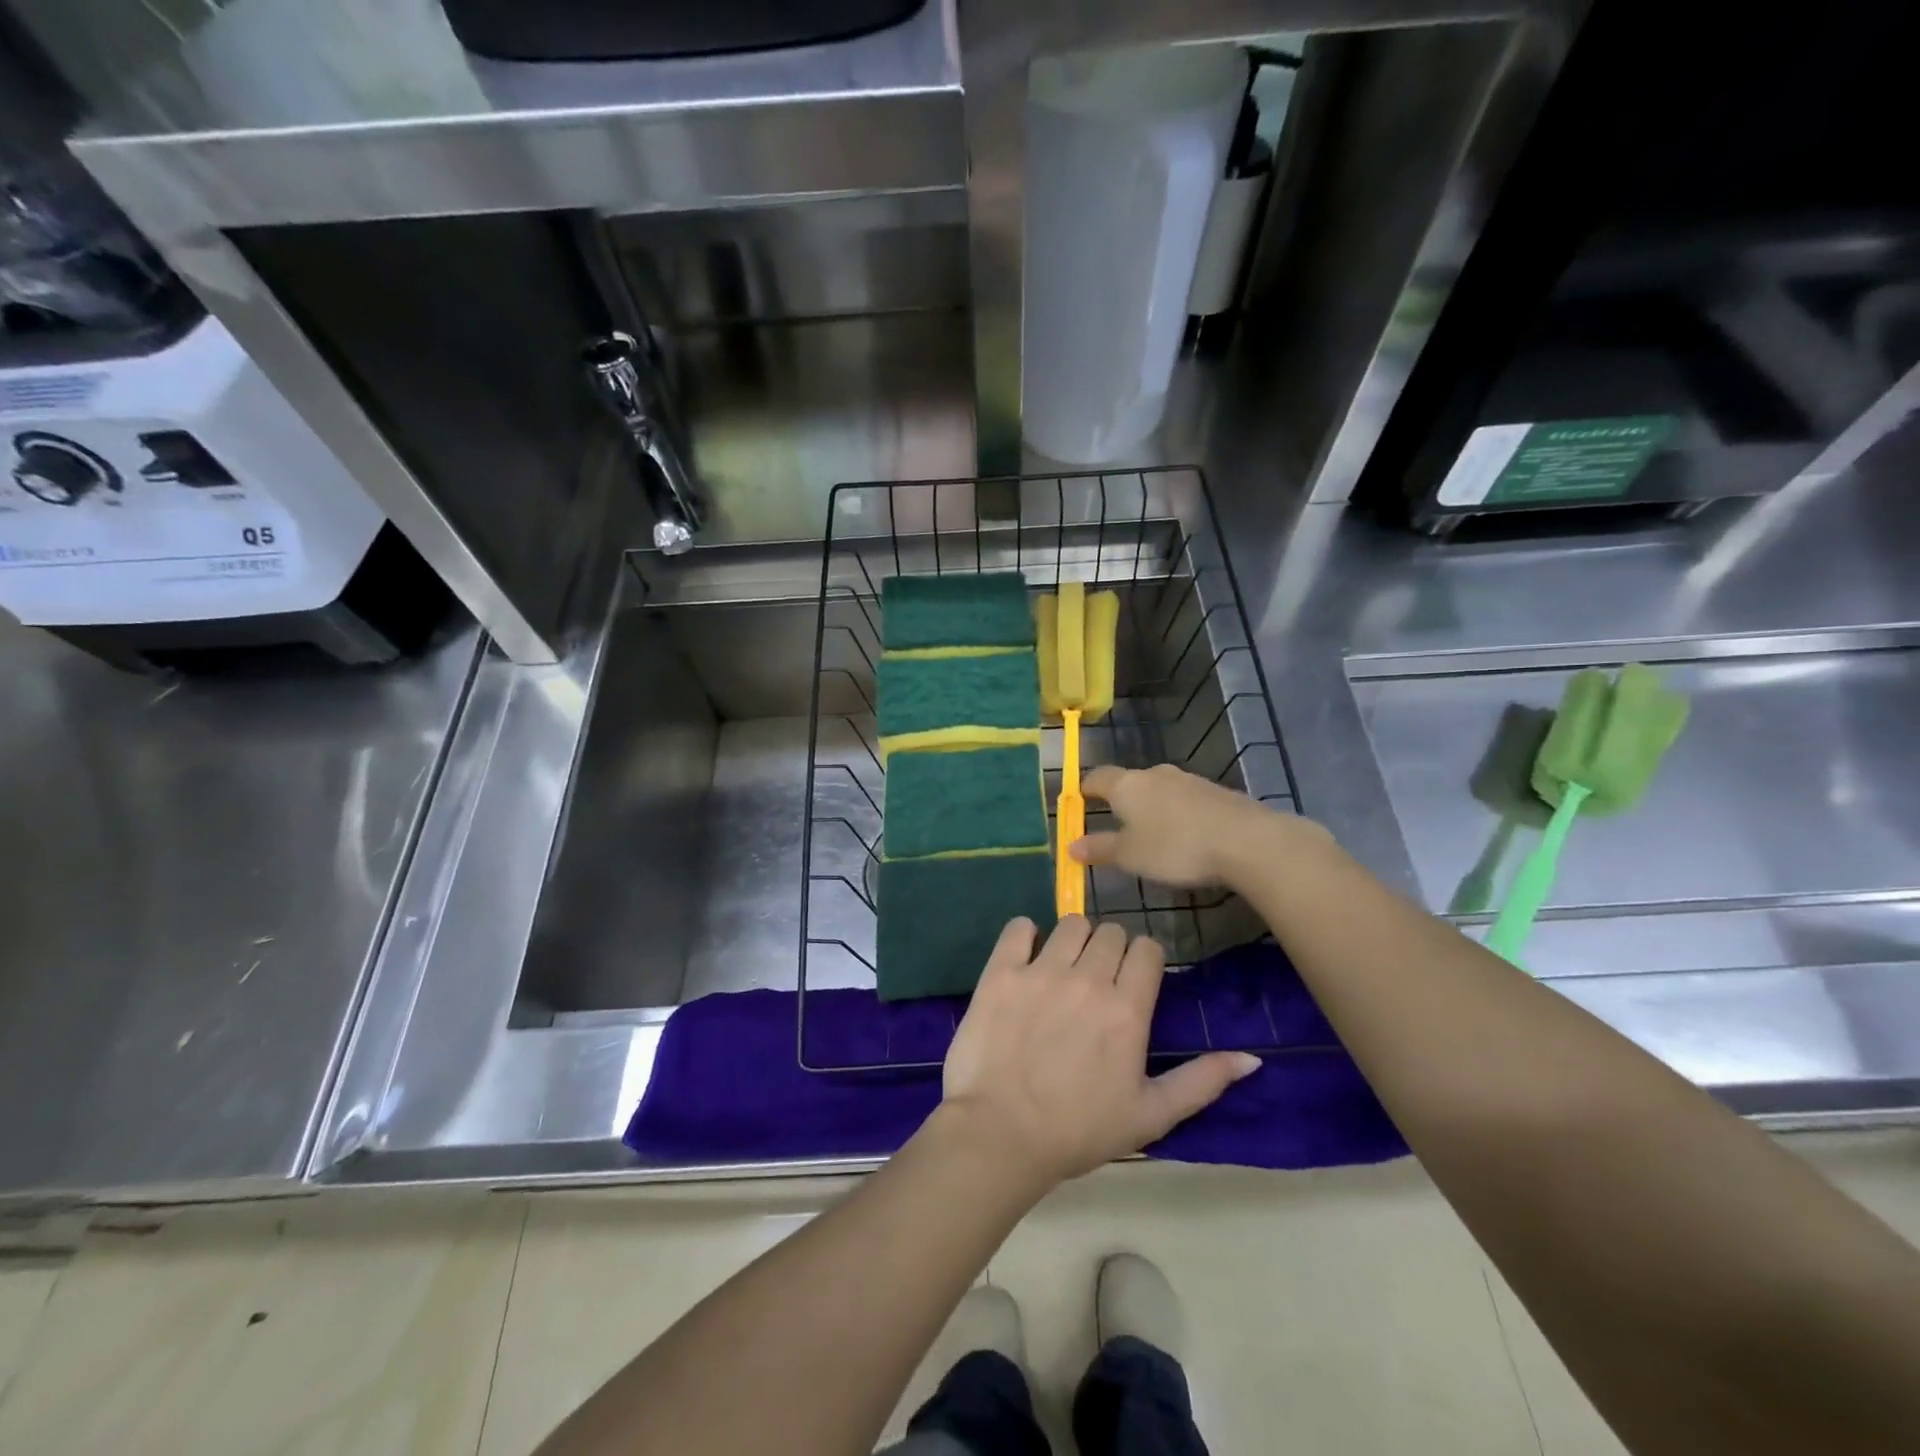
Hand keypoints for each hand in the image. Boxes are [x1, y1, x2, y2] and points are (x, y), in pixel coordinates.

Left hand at [940, 916, 1259, 1187]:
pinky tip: (1025, 956)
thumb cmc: (1079, 1130)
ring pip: (1071, 924)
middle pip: (1111, 931)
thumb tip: (1251, 1058)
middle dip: (1110, 949)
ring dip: (1073, 940)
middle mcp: (1088, 979)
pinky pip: (1018, 927)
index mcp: (1127, 1009)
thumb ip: (1201, 1081)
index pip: (1147, 949)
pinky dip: (1025, 934)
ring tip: (1063, 969)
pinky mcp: (1000, 972)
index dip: (1143, 960)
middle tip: (1097, 980)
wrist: (1001, 1136)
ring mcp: (1041, 971)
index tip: (1133, 980)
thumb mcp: (1151, 1115)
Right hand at [1074, 763, 1314, 887]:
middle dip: (1120, 800)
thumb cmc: (1175, 847)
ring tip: (1151, 833)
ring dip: (1151, 807)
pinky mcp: (1214, 791)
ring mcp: (1188, 780)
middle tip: (1114, 823)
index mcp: (1127, 785)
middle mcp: (1154, 774)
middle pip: (1129, 781)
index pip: (1096, 777)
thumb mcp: (1130, 855)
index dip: (1085, 789)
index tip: (1079, 802)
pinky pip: (1184, 799)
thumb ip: (1100, 848)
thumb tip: (1071, 846)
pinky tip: (1184, 835)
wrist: (1245, 840)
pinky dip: (1177, 813)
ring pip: (1159, 789)